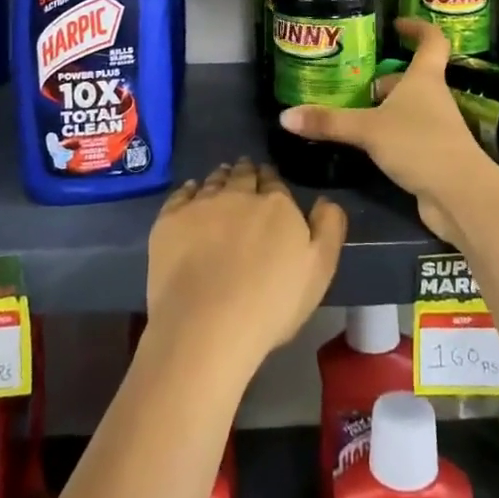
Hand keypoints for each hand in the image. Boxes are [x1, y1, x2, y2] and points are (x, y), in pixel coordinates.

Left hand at [146, 159, 345, 373]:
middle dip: (246, 172)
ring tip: (221, 178)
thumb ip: (328, 228)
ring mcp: (201, 204)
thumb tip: (325, 200)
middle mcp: (238, 193)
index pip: (274, 181)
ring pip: (213, 181)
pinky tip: (190, 193)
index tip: (268, 181)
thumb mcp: (319, 270)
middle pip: (242, 175)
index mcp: (276, 204)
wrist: (207, 325)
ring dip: (220, 177)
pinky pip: (181, 194)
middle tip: (245, 172)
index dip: (271, 179)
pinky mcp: (170, 220)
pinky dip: (189, 190)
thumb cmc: (271, 303)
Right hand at [279, 19, 491, 246]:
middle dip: (386, 77)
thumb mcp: (367, 130)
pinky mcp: (434, 155)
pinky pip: (409, 135)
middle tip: (355, 79)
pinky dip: (389, 134)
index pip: (432, 41)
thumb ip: (329, 123)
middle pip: (412, 78)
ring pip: (409, 108)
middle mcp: (434, 98)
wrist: (460, 195)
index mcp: (425, 79)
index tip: (397, 24)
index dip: (418, 28)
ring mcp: (437, 127)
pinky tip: (368, 145)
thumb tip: (285, 116)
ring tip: (352, 110)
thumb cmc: (419, 144)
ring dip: (385, 107)